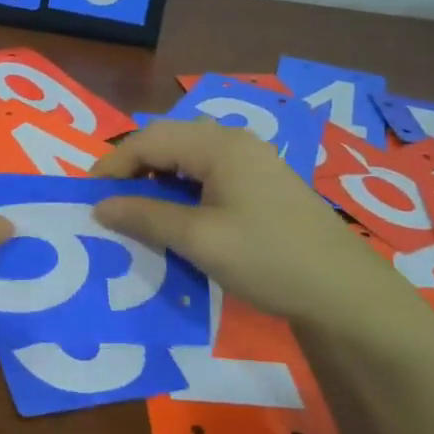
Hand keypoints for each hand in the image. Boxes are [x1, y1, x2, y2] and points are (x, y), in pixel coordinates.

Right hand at [89, 119, 414, 338]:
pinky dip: (181, 189)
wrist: (346, 293)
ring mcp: (252, 161)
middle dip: (133, 167)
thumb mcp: (199, 240)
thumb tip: (100, 206)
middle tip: (109, 201)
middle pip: (167, 141)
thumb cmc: (267, 259)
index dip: (113, 164)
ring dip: (156, 178)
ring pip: (187, 157)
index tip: (87, 196)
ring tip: (135, 209)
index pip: (149, 139)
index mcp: (218, 145)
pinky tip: (176, 215)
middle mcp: (234, 141)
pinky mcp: (262, 183)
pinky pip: (207, 173)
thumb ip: (145, 217)